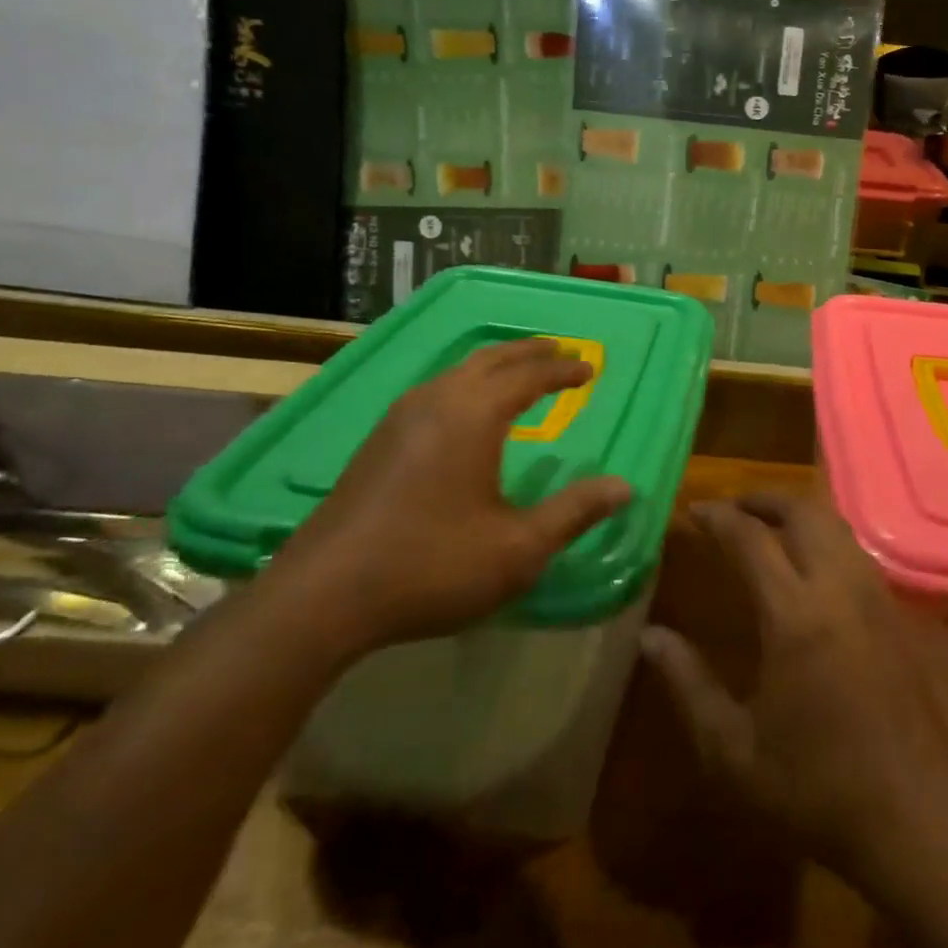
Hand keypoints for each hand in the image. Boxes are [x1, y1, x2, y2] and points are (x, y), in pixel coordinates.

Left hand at [265, 339, 630, 653]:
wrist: (322, 596)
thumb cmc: (432, 566)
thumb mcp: (518, 549)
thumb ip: (574, 513)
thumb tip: (625, 487)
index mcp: (474, 415)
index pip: (529, 376)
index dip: (563, 370)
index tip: (590, 369)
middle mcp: (437, 402)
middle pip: (491, 358)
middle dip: (529, 352)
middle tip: (559, 351)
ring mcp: (400, 418)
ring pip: (457, 370)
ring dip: (495, 364)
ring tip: (518, 373)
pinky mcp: (378, 440)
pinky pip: (435, 389)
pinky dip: (467, 383)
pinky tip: (465, 411)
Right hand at [639, 493, 947, 884]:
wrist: (913, 820)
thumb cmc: (814, 788)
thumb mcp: (732, 750)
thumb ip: (688, 684)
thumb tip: (650, 636)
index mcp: (795, 615)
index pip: (751, 538)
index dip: (718, 516)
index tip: (691, 510)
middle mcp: (838, 589)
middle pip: (802, 512)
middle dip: (762, 499)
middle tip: (730, 508)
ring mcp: (873, 596)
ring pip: (834, 523)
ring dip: (797, 511)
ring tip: (765, 524)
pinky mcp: (894, 612)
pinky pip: (854, 548)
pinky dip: (824, 533)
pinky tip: (808, 560)